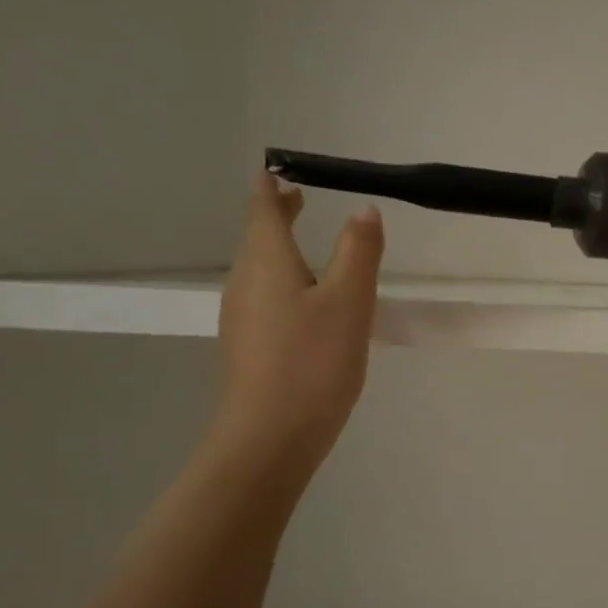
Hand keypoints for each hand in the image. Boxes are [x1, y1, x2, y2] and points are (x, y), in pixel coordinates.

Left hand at [211, 170, 384, 476]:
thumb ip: (359, 252)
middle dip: (276, 215)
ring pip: (260, 269)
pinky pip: (265, 297)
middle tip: (296, 197)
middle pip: (258, 239)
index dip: (270, 189)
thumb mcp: (349, 302)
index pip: (262, 212)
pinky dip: (283, 281)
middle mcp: (245, 284)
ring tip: (305, 242)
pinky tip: (306, 301)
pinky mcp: (250, 347)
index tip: (275, 169)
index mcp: (266, 263)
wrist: (269, 437)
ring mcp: (243, 318)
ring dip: (281, 248)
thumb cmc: (312, 362)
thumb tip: (364, 210)